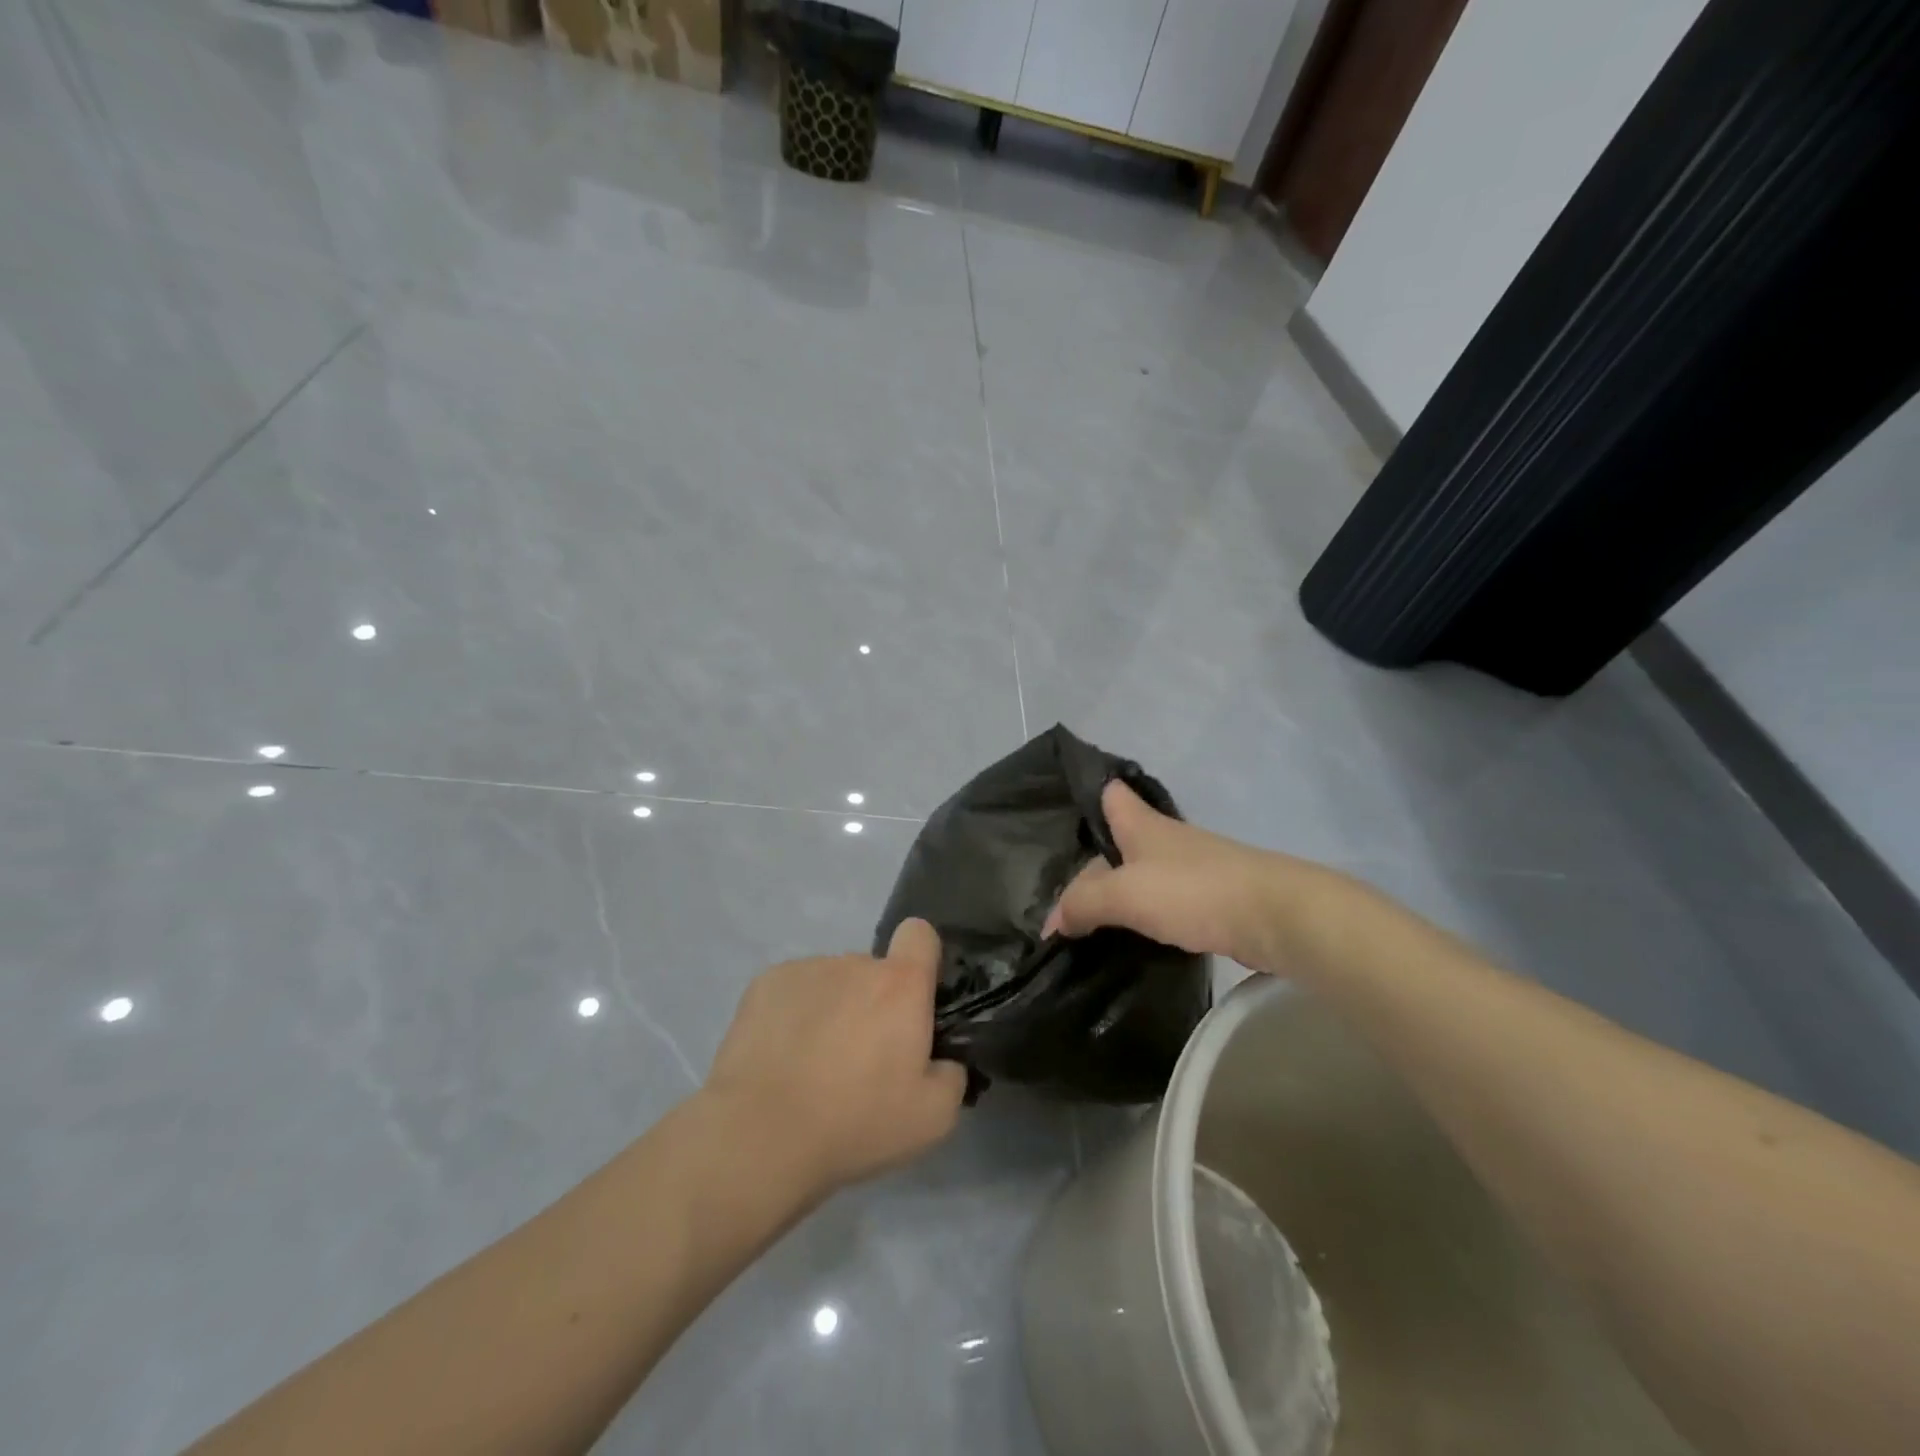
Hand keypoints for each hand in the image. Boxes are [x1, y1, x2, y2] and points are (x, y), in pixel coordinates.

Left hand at [703, 919, 967, 1197]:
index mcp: (900, 984)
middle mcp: (854, 963)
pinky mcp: (764, 985)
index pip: (920, 934)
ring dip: (833, 1009)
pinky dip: (794, 1014)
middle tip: (861, 1059)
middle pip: (874, 971)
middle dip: (874, 1003)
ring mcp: (806, 970)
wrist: (760, 1137)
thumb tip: (942, 1060)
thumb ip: (952, 1075)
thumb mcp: (933, 1118)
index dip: (922, 960)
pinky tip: (782, 1058)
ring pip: (833, 982)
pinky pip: (794, 991)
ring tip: (813, 1065)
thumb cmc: (855, 1122)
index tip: (915, 1001)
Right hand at [1043, 780, 1304, 971]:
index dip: (1086, 797)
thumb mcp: (1125, 895)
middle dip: (1092, 862)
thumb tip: (1051, 922)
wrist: (1275, 917)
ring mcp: (1190, 868)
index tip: (1057, 815)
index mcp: (1141, 824)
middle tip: (1060, 895)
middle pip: (1119, 840)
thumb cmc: (1193, 891)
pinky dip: (1144, 915)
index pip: (1108, 793)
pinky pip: (1164, 901)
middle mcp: (1164, 838)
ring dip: (1118, 893)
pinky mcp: (1209, 898)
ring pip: (1141, 873)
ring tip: (1087, 921)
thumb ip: (1083, 904)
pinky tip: (1131, 937)